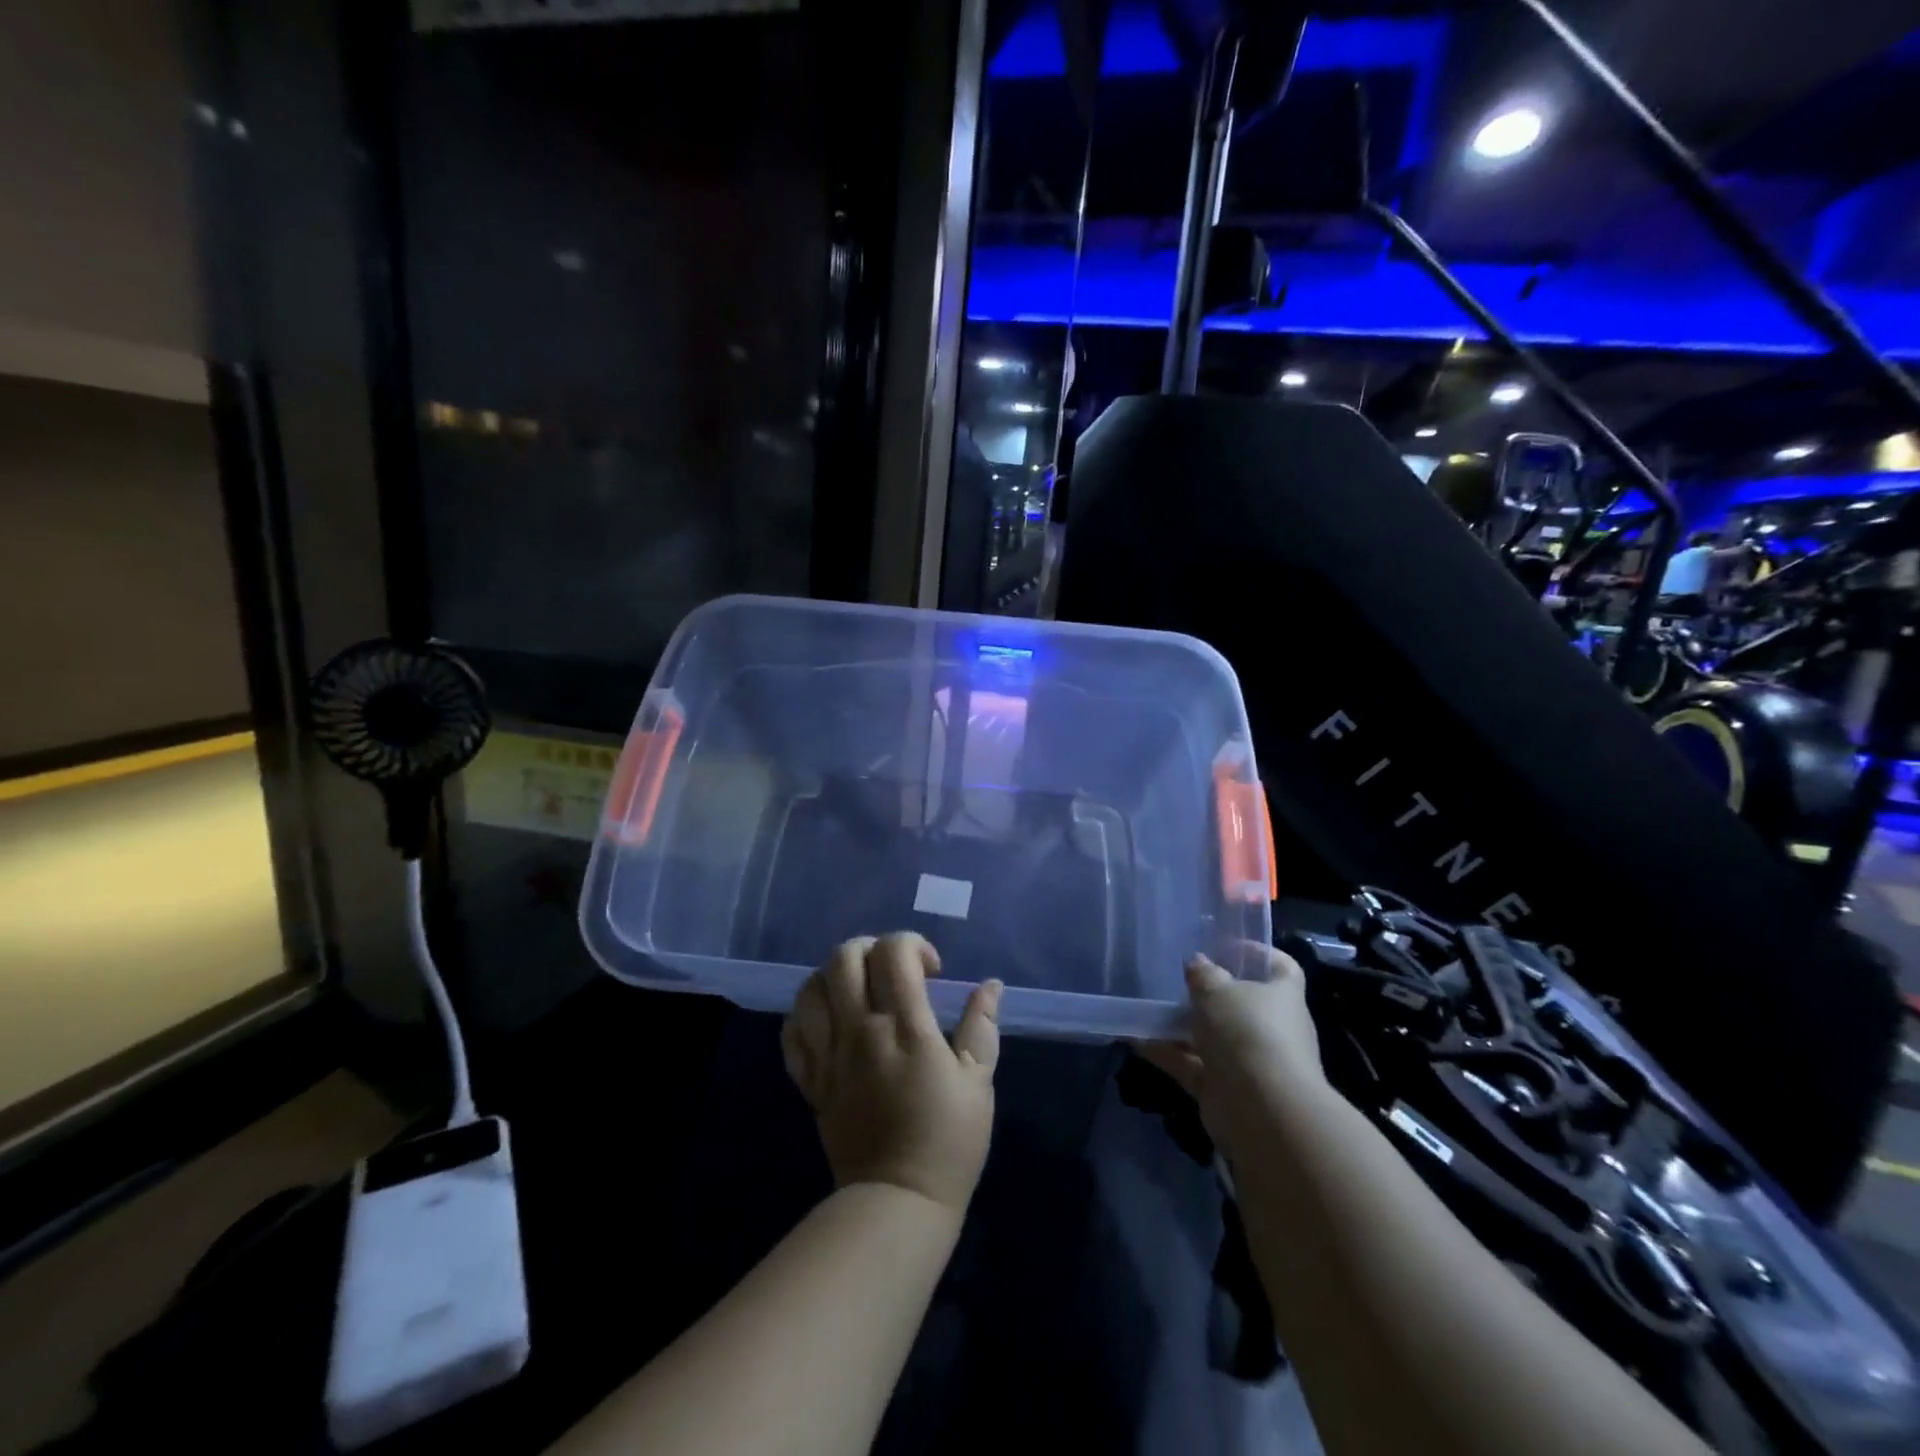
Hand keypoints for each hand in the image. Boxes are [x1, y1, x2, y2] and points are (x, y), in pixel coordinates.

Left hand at [781, 933, 1002, 1217]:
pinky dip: (806, 1012)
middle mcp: (861, 1031)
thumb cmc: (948, 1142)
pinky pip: (793, 1031)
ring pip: (811, 988)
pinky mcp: (811, 1081)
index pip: (893, 954)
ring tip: (859, 990)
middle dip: (870, 947)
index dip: (913, 945)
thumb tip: (990, 985)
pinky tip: (829, 1019)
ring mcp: (829, 1055)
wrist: (898, 1203)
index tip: (932, 971)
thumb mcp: (979, 1082)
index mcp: (906, 1028)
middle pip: (844, 958)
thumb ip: (982, 1026)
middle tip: (893, 970)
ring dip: (835, 975)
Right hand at [1139, 947, 1326, 1155]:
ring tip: (1149, 1007)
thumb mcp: (1216, 989)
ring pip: (1213, 1037)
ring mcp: (1249, 1062)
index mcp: (1282, 997)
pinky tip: (1135, 1040)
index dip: (1258, 953)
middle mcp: (1271, 1029)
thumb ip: (1203, 973)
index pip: (1281, 967)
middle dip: (1211, 994)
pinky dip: (1167, 1054)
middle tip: (1179, 979)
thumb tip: (1198, 964)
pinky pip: (1192, 1065)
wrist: (1261, 1109)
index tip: (1227, 946)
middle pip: (1242, 1004)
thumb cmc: (1247, 1032)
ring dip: (1183, 1026)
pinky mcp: (1225, 1090)